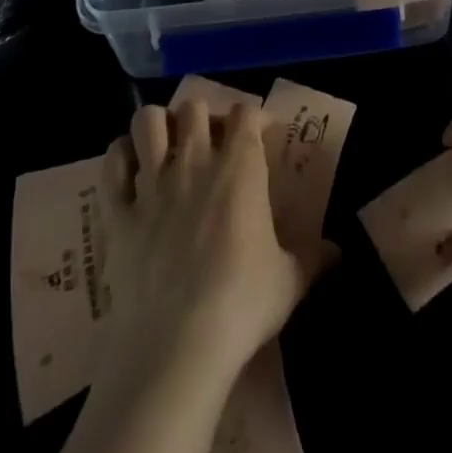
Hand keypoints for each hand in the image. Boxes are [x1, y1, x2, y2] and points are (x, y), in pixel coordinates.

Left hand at [96, 100, 333, 388]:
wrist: (176, 346)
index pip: (246, 112)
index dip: (253, 117)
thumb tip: (339, 252)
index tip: (259, 135)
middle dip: (202, 117)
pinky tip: (130, 172)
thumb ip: (313, 258)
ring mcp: (152, 183)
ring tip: (166, 147)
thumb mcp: (289, 281)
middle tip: (210, 143)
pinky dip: (120, 158)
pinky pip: (111, 164)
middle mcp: (194, 160)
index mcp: (240, 166)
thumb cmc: (241, 303)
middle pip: (193, 106)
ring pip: (147, 121)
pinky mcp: (118, 212)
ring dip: (157, 127)